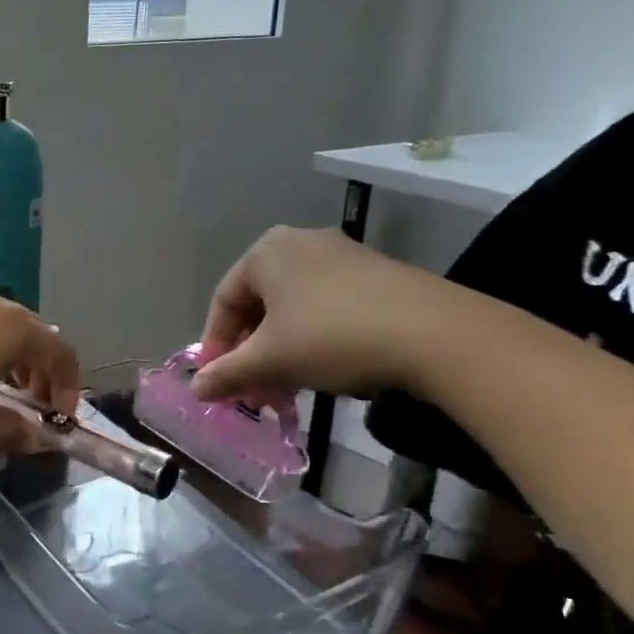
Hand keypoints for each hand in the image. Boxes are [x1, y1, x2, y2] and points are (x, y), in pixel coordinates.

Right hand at [193, 227, 455, 403]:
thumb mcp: (270, 361)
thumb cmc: (332, 337)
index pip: (223, 300)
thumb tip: (196, 390)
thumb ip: (227, 374)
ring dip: (283, 352)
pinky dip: (316, 340)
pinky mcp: (378, 275)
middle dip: (252, 353)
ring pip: (294, 309)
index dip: (215, 345)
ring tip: (289, 389)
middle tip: (254, 390)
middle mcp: (300, 242)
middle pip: (260, 305)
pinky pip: (328, 308)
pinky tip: (328, 371)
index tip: (219, 381)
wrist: (437, 335)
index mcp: (266, 252)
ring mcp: (343, 255)